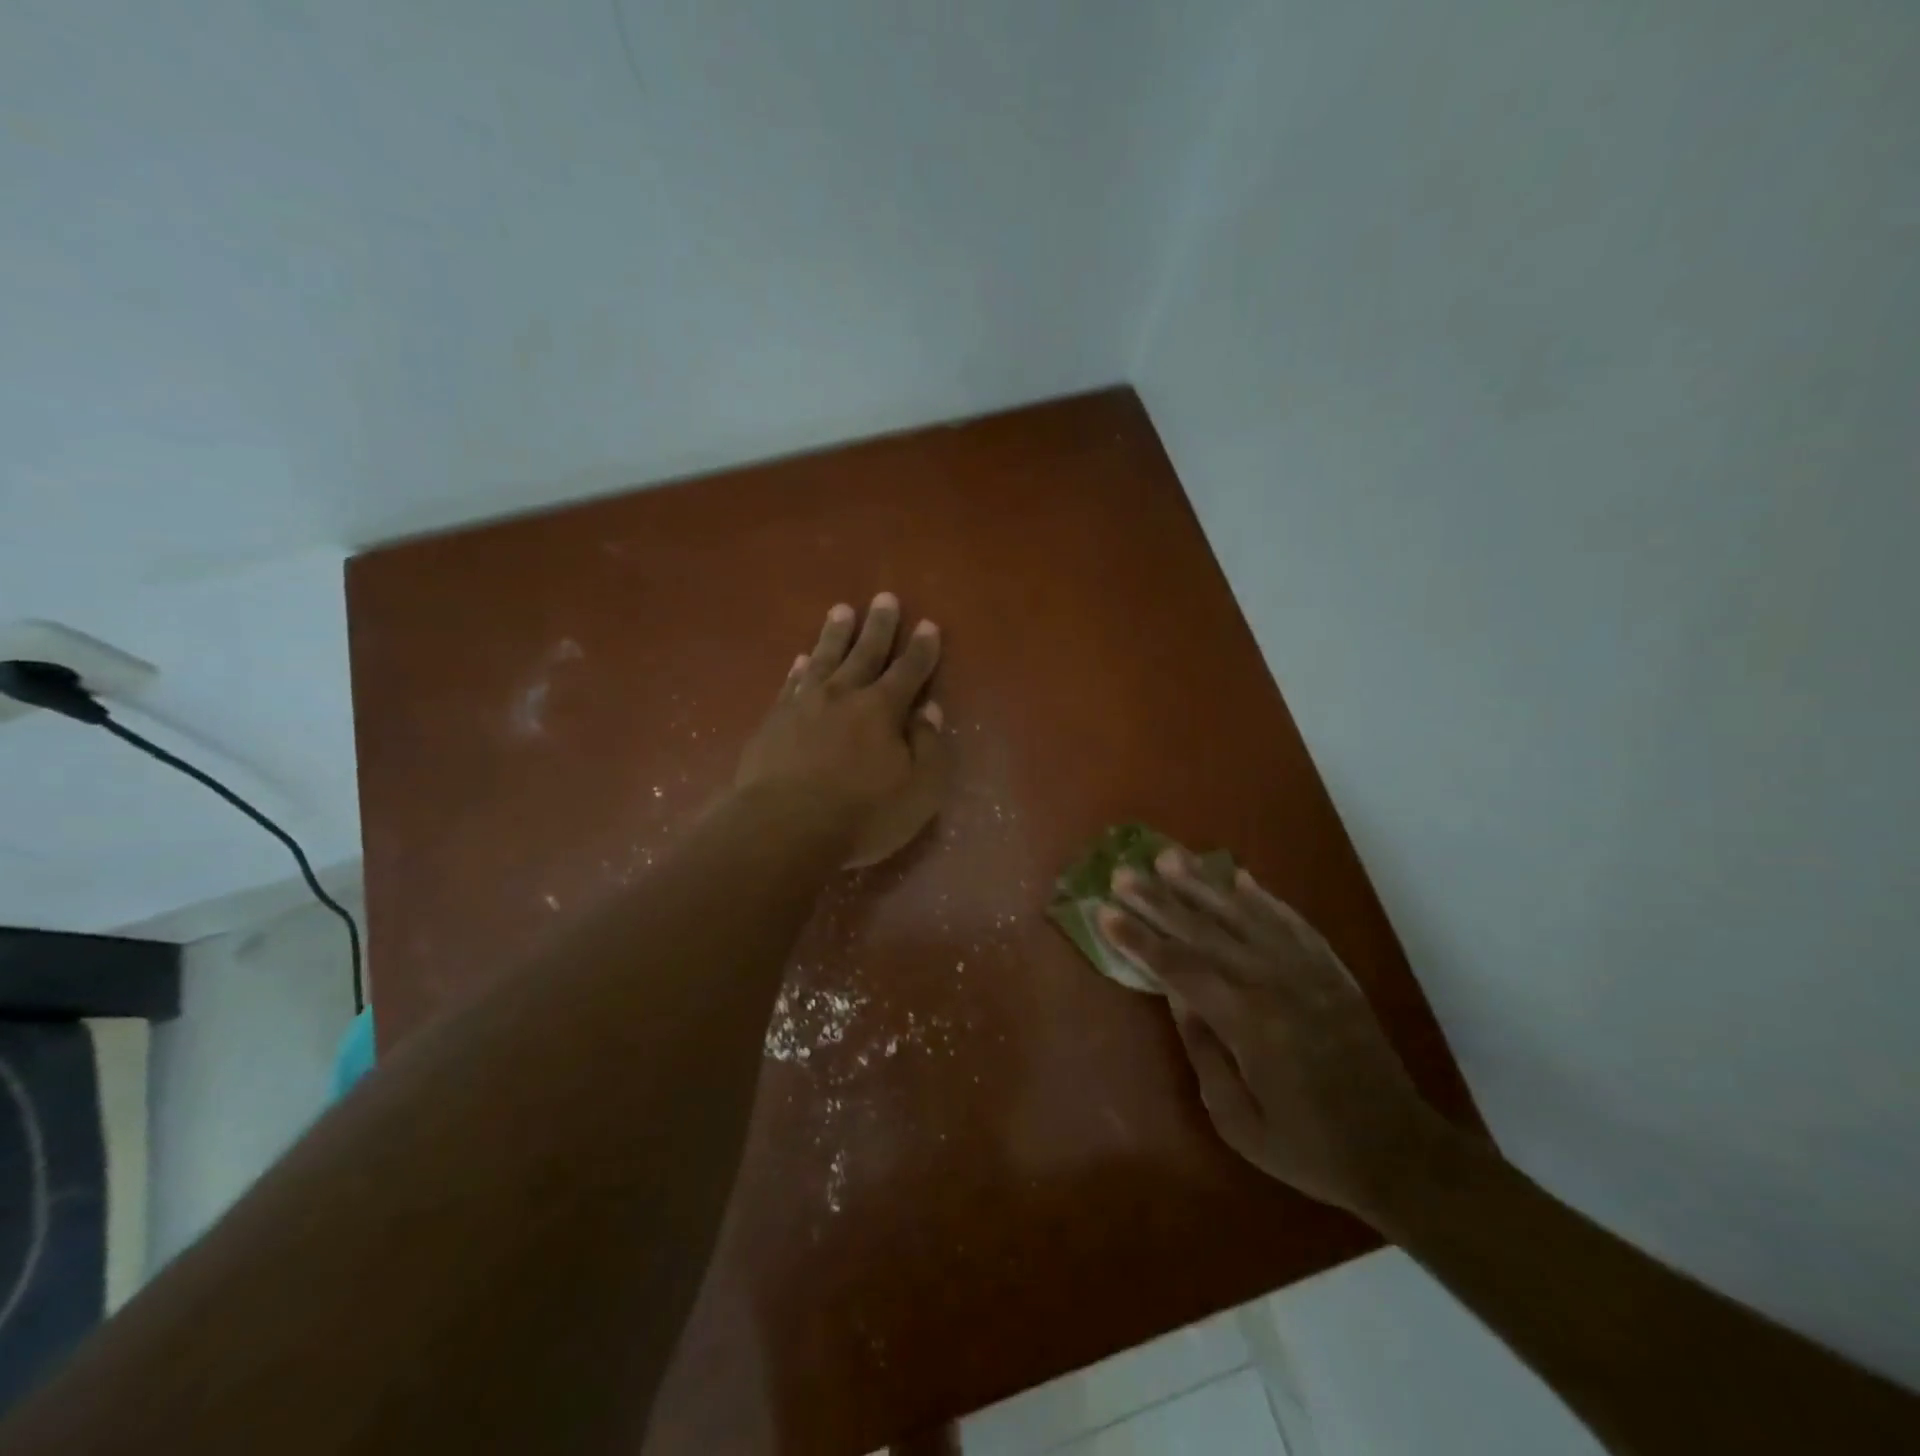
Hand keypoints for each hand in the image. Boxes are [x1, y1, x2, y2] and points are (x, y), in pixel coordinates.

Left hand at [736, 593, 948, 867]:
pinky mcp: (773, 721)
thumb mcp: (918, 790)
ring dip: (835, 634)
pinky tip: (801, 660)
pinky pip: (791, 684)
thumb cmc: (861, 815)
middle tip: (885, 598)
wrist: (783, 828)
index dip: (921, 649)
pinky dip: (799, 669)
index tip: (928, 624)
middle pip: (865, 653)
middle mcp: (843, 695)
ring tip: (842, 611)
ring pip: (824, 659)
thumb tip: (928, 710)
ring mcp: (803, 705)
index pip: (909, 671)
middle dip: (879, 626)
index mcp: (882, 710)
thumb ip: (928, 747)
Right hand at [1097, 849, 1454, 1221]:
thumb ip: (1203, 1051)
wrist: (1400, 1153)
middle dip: (1159, 900)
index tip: (1104, 911)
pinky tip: (1239, 876)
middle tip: (1124, 872)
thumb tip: (1176, 995)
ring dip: (1203, 884)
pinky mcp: (1332, 970)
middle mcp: (1274, 983)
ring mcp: (1308, 971)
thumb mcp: (1239, 1121)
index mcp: (1248, 1022)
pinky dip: (1262, 897)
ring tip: (1169, 857)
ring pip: (1244, 916)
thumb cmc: (1309, 1148)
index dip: (1139, 939)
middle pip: (1205, 931)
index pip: (1179, 968)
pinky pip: (1291, 922)